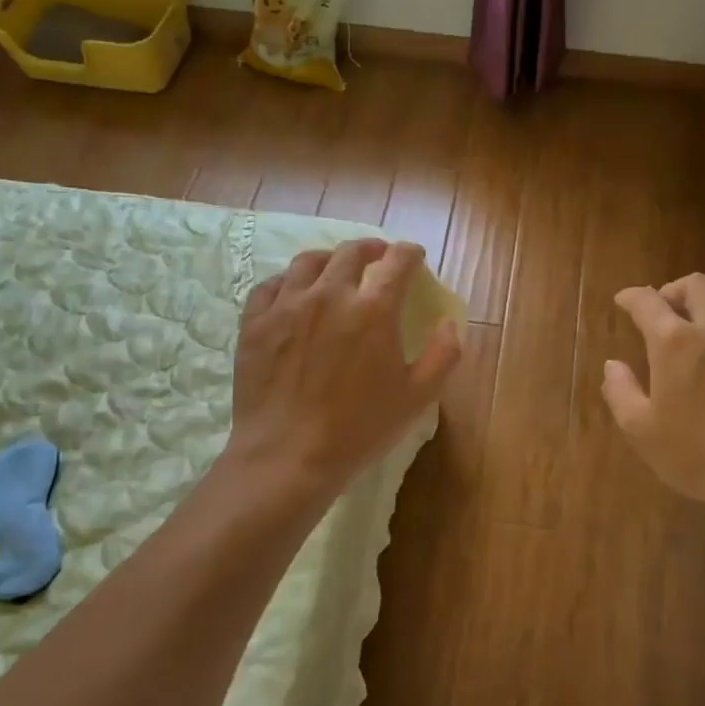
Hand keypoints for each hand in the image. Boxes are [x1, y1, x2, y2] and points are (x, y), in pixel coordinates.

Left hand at [225, 239, 460, 498]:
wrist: (287, 457)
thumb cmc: (359, 429)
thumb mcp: (417, 398)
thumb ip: (443, 354)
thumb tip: (449, 323)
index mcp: (373, 310)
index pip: (397, 262)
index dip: (410, 253)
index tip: (415, 256)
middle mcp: (329, 294)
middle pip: (351, 252)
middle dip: (371, 248)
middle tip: (379, 256)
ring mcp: (286, 305)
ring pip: (308, 261)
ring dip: (329, 258)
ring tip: (335, 268)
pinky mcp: (254, 323)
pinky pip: (269, 285)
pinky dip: (287, 281)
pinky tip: (292, 292)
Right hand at [603, 274, 704, 532]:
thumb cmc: (697, 455)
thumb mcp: (641, 430)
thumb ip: (620, 391)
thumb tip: (613, 365)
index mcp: (675, 341)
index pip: (647, 301)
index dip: (631, 297)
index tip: (624, 301)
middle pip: (696, 285)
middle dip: (675, 291)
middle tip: (666, 312)